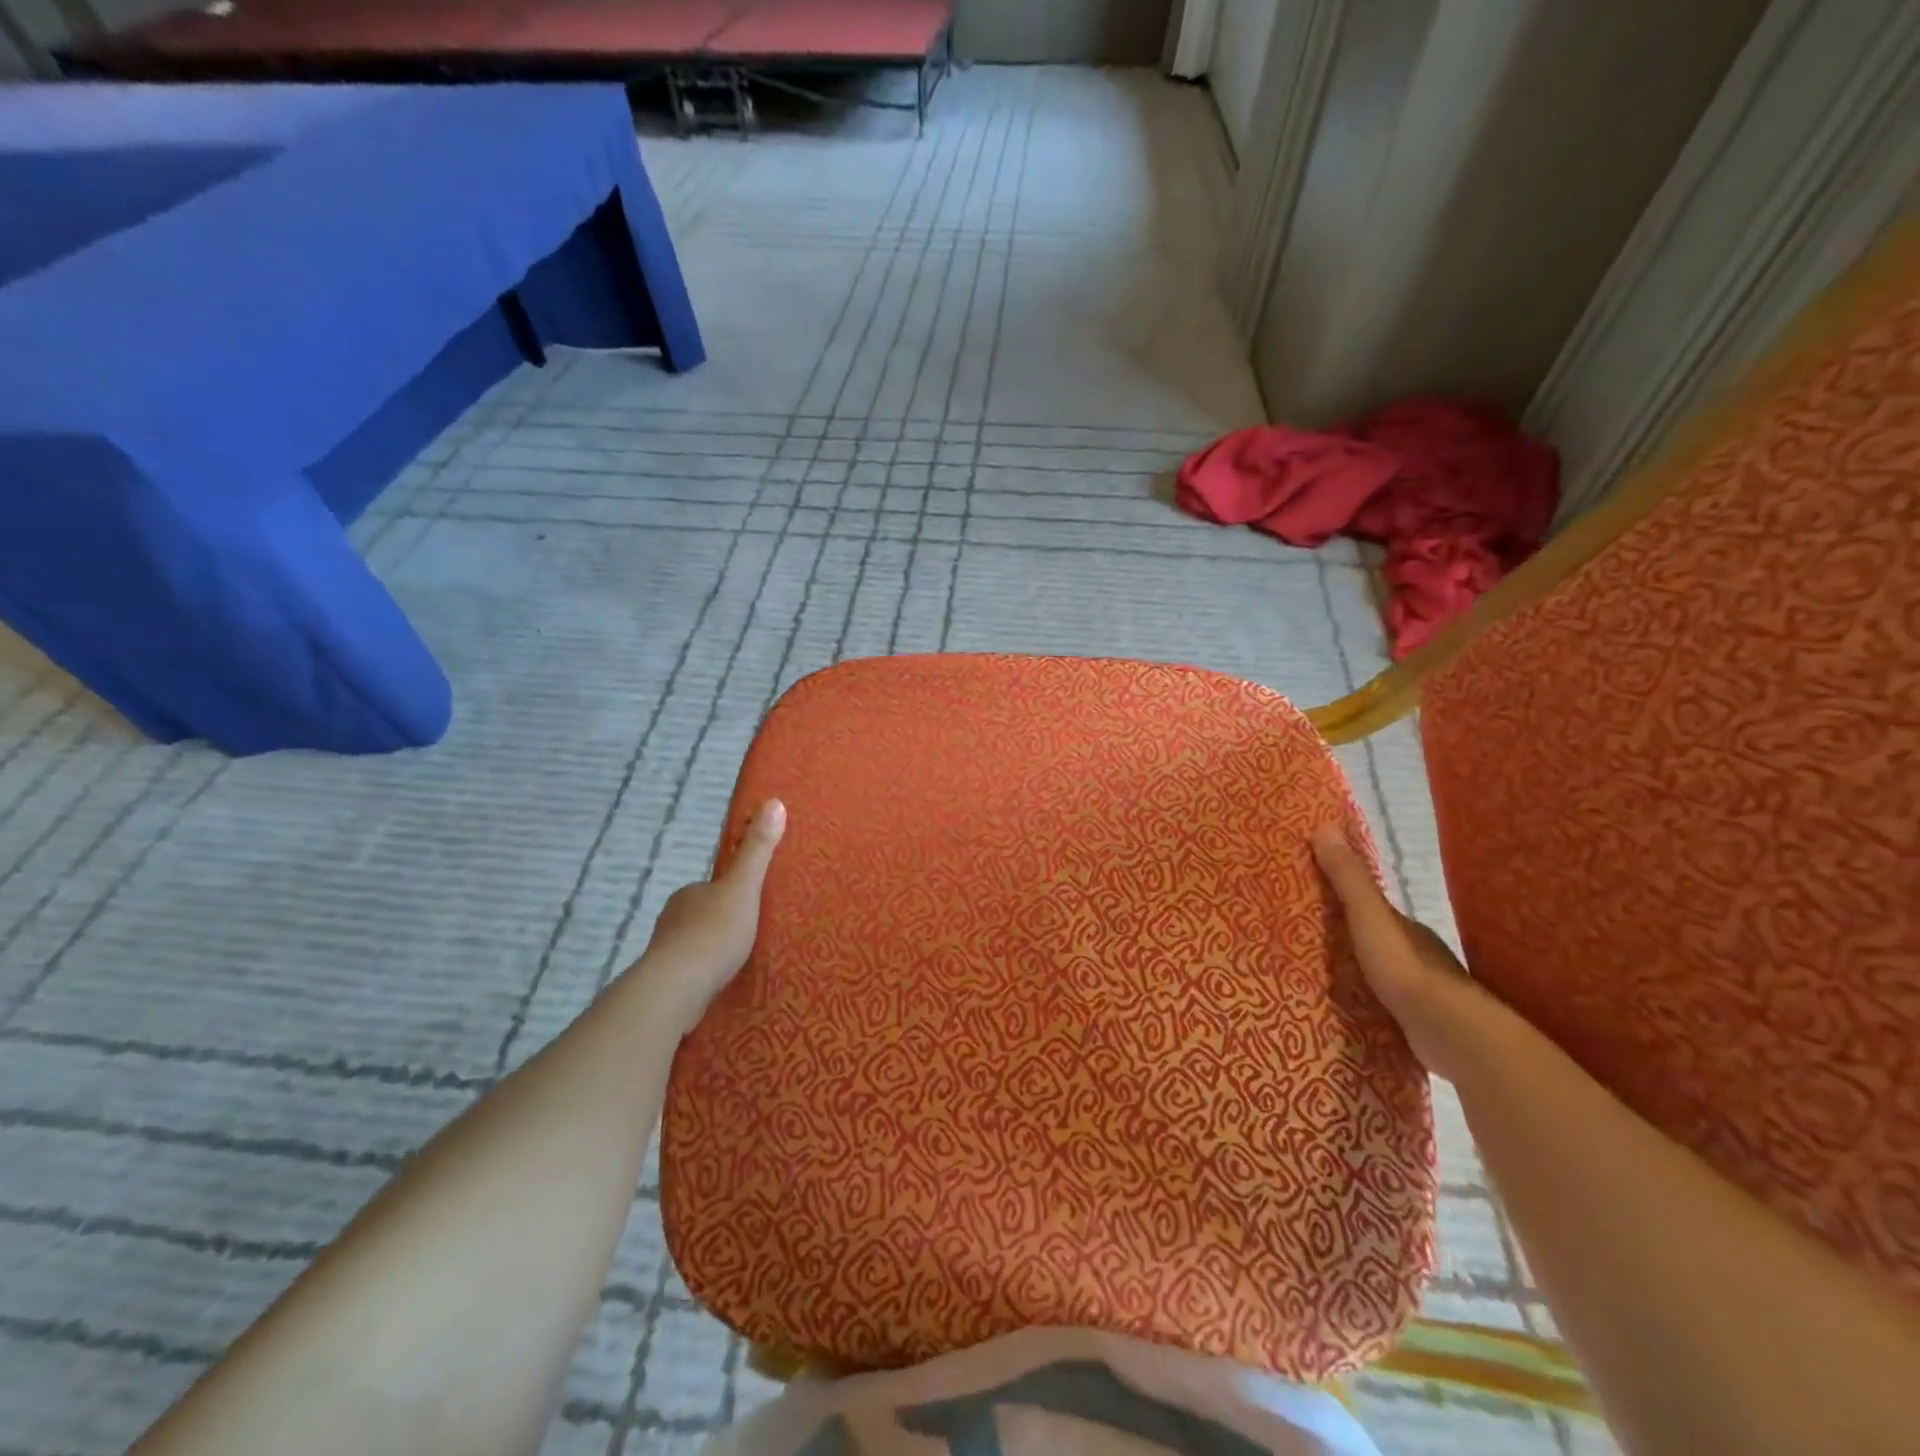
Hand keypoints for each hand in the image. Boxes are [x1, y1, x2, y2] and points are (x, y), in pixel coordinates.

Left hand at [630, 799, 785, 1036]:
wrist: (677, 987)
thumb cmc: (714, 932)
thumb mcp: (744, 887)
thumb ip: (757, 849)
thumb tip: (773, 802)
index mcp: (689, 893)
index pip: (711, 888)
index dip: (730, 894)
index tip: (750, 906)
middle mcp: (672, 917)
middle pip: (702, 915)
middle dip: (721, 923)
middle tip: (751, 936)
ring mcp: (665, 951)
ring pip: (694, 944)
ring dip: (711, 951)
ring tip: (739, 963)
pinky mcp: (665, 982)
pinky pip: (689, 972)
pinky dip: (703, 975)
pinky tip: (719, 984)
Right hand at [1311, 824, 1484, 1079]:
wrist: (1450, 1033)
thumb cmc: (1405, 967)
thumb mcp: (1369, 916)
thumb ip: (1348, 878)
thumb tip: (1323, 827)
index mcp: (1408, 927)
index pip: (1373, 908)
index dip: (1346, 900)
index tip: (1315, 899)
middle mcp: (1419, 954)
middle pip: (1377, 940)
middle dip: (1350, 939)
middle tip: (1310, 941)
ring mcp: (1423, 993)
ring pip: (1384, 975)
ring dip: (1360, 973)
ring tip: (1322, 978)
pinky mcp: (1420, 1025)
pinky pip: (1387, 1007)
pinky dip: (1370, 1004)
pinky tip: (1351, 1010)